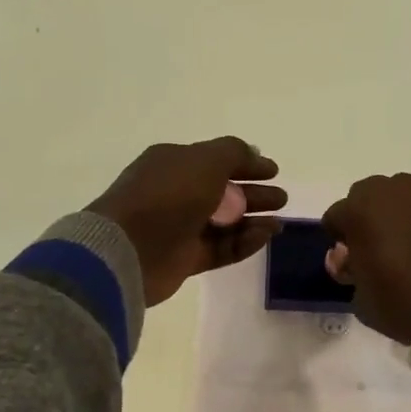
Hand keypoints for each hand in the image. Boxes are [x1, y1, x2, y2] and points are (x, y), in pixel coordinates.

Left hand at [90, 138, 285, 306]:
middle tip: (281, 199)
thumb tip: (253, 153)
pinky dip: (244, 242)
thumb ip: (233, 153)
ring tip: (278, 223)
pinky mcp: (185, 259)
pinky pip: (220, 248)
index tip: (274, 171)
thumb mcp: (204, 161)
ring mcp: (180, 228)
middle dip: (254, 194)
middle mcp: (176, 193)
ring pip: (224, 222)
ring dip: (253, 220)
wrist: (129, 249)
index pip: (216, 160)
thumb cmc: (167, 195)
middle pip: (223, 192)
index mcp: (174, 164)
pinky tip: (265, 236)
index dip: (246, 164)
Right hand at [322, 174, 410, 355]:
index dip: (338, 240)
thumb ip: (348, 269)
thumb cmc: (399, 302)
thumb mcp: (359, 295)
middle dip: (363, 218)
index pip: (335, 217)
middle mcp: (388, 192)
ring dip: (390, 215)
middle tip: (370, 250)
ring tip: (397, 246)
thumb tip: (348, 257)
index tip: (348, 262)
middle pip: (364, 197)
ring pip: (394, 197)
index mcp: (358, 209)